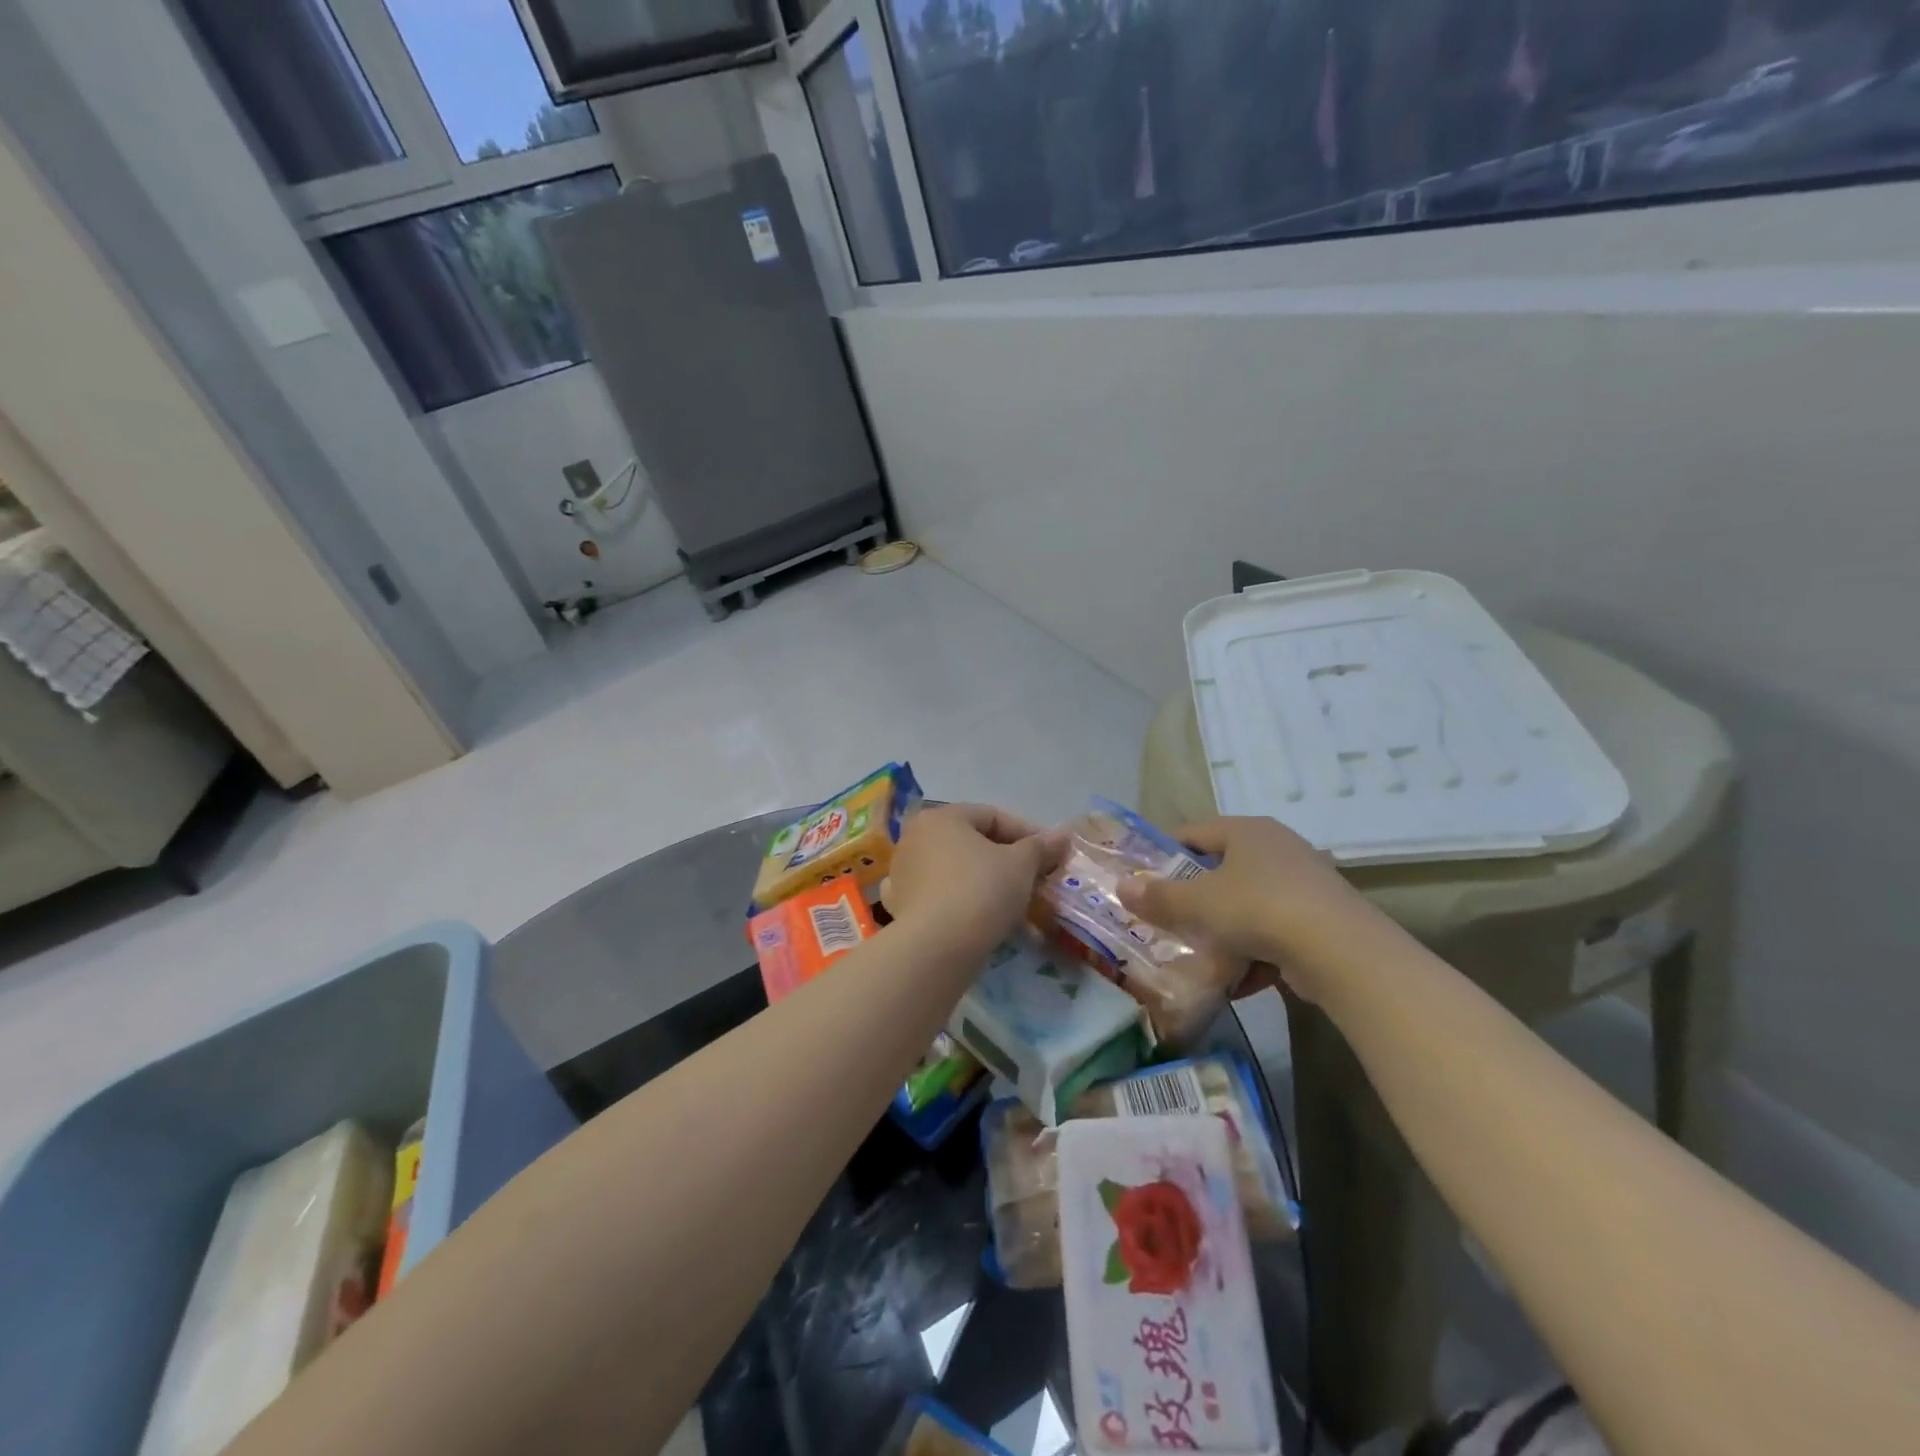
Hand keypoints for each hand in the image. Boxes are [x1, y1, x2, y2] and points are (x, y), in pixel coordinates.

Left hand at [885, 804, 1067, 952]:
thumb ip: (1041, 847)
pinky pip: (943, 897)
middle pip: (973, 844)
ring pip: (959, 872)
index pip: (992, 816)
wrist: (935, 949)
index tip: (1052, 855)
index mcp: (941, 818)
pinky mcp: (903, 907)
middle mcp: (916, 839)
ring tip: (1018, 907)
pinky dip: (966, 904)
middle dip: (1009, 862)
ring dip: (990, 884)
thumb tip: (1062, 836)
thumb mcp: (1021, 865)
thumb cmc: (980, 891)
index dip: (1028, 834)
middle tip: (1037, 881)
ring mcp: (905, 874)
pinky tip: (987, 922)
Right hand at [1114, 817, 1383, 999]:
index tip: (1143, 879)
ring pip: (1247, 905)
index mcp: (1246, 831)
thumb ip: (1158, 897)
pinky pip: (1274, 933)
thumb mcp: (1198, 904)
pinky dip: (1254, 955)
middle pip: (1221, 870)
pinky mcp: (1321, 920)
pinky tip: (1238, 984)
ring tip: (1200, 960)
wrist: (1340, 952)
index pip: (1194, 832)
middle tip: (1167, 921)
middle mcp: (1277, 848)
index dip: (1165, 853)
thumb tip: (1122, 887)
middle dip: (1194, 900)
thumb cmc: (1257, 909)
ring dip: (1223, 933)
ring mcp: (1303, 884)